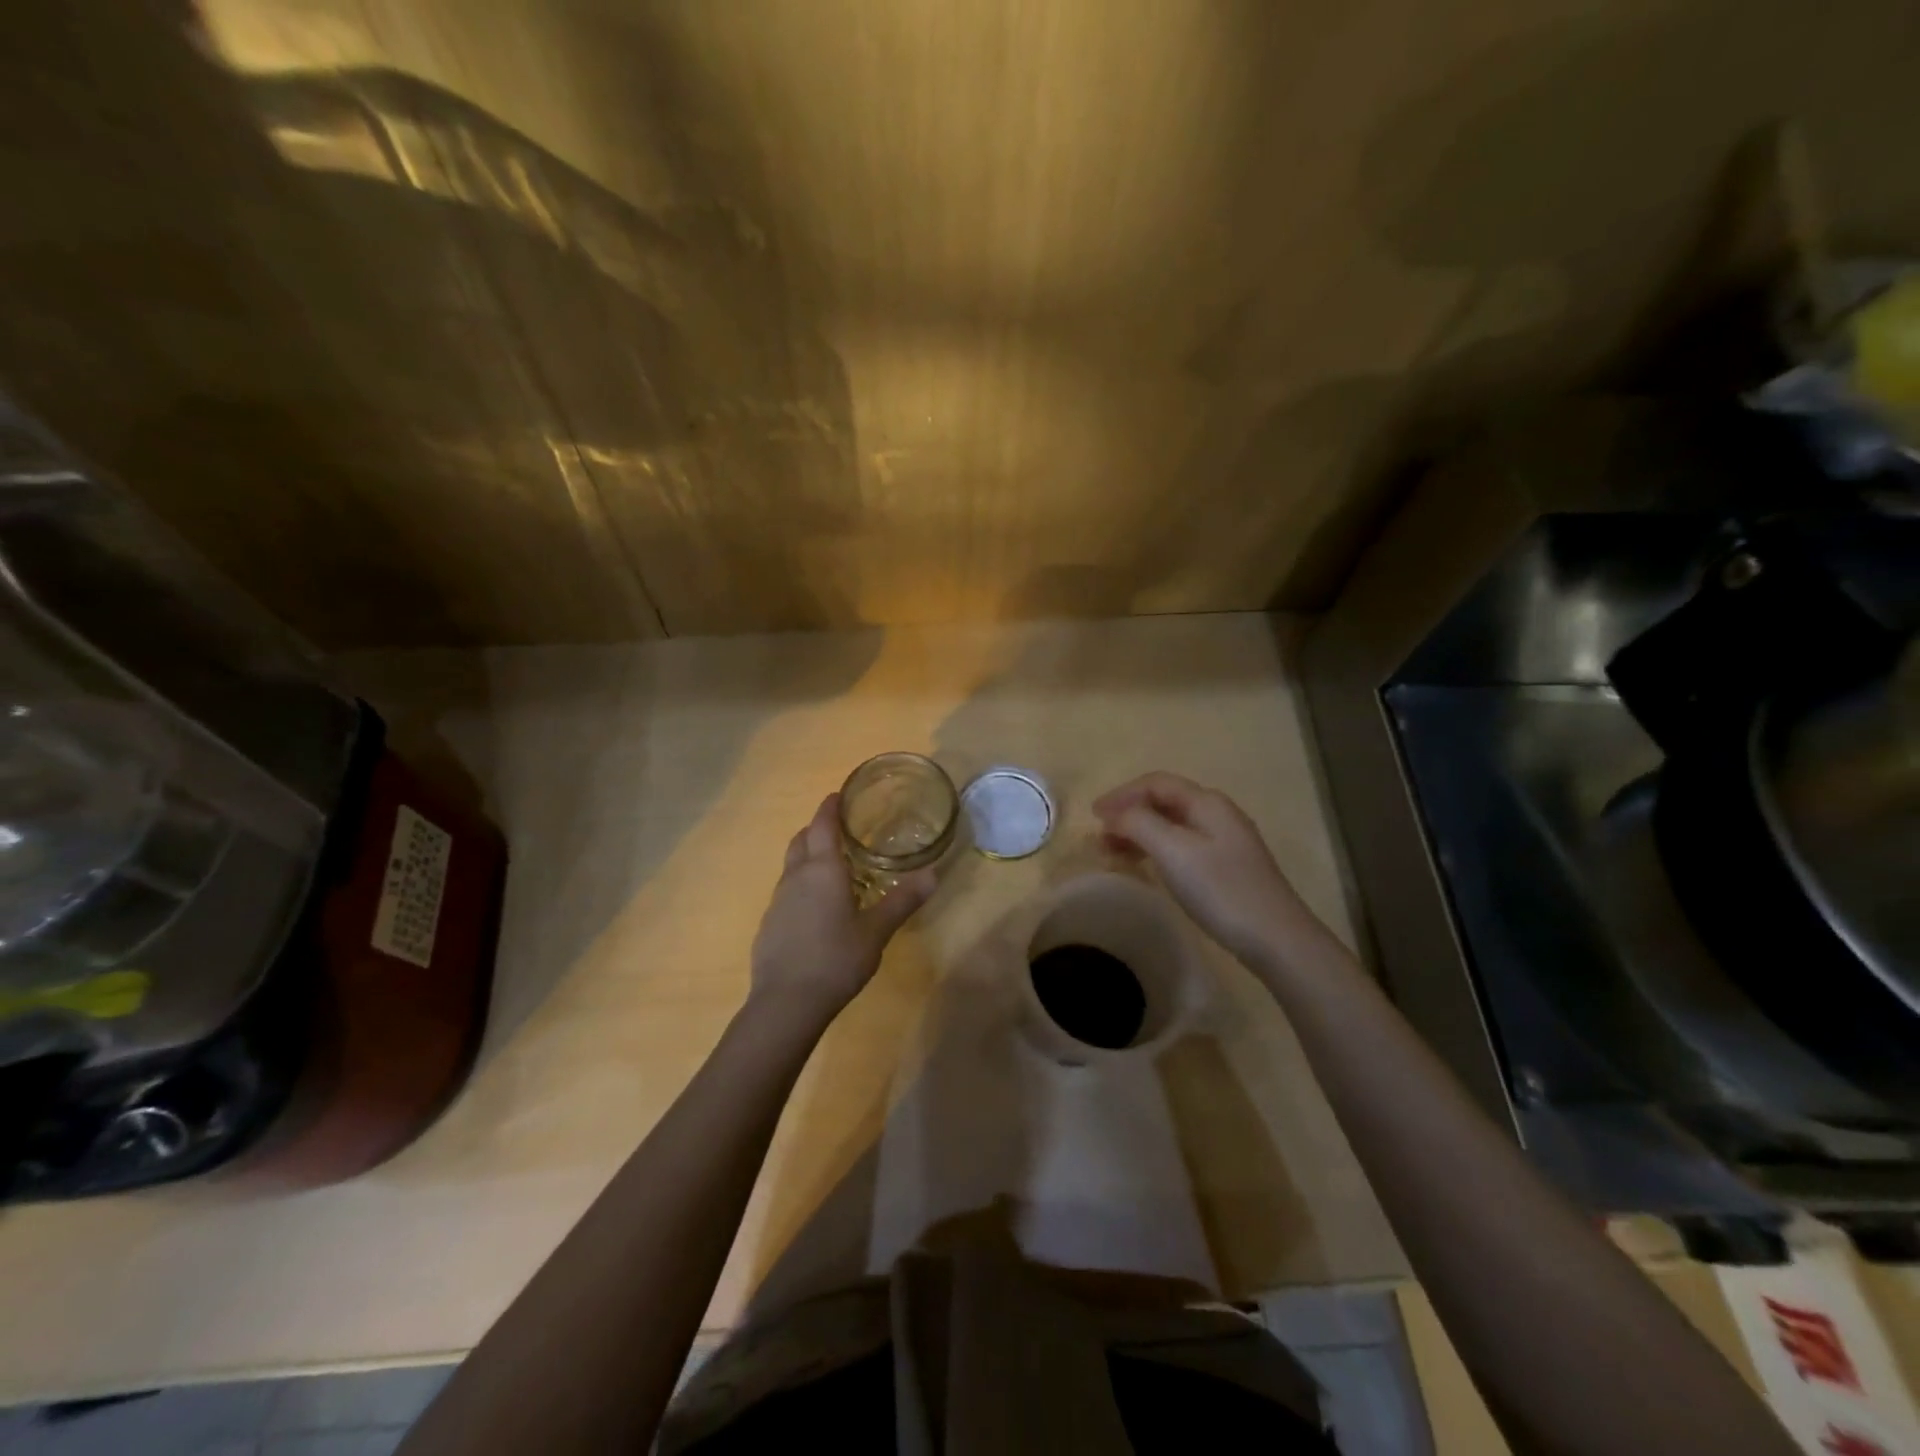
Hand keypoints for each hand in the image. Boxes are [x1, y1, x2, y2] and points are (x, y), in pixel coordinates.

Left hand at [748, 793, 935, 1030]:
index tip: (840, 795)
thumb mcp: (877, 931)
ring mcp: (778, 900)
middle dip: (818, 828)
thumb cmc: (836, 959)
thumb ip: (903, 900)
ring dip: (809, 857)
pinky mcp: (769, 923)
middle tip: (842, 830)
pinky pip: (787, 891)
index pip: (823, 824)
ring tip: (834, 867)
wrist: (786, 1003)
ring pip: (792, 865)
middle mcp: (796, 876)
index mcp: (822, 869)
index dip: (830, 806)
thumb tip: (933, 874)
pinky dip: (802, 885)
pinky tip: (818, 908)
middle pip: (803, 839)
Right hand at [1093, 772, 1323, 966]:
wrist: (1276, 939)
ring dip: (1139, 833)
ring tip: (1113, 852)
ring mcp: (1224, 842)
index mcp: (1207, 802)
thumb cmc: (1221, 890)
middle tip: (1099, 836)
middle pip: (1164, 802)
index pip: (1156, 783)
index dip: (1121, 794)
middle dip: (1128, 814)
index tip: (1093, 816)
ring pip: (1171, 825)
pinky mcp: (1225, 868)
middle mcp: (1217, 814)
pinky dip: (1155, 850)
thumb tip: (1114, 814)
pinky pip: (1181, 846)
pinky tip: (1144, 866)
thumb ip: (1139, 823)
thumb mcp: (1174, 851)